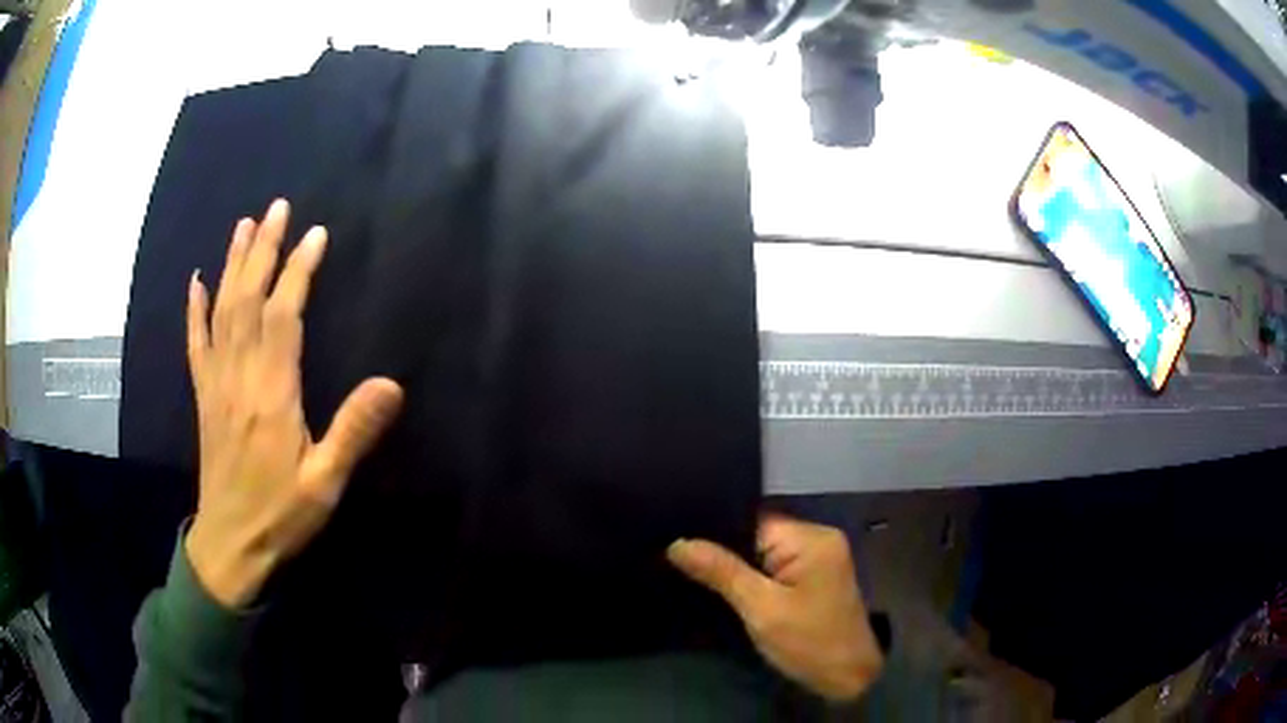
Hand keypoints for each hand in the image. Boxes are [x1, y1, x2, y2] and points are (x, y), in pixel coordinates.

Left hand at [185, 199, 403, 608]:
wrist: (231, 543)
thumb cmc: (282, 514)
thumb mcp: (326, 482)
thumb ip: (354, 431)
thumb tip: (392, 383)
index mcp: (272, 393)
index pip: (284, 316)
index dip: (299, 271)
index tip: (315, 234)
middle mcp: (240, 376)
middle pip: (248, 299)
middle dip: (263, 249)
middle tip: (276, 207)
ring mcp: (216, 383)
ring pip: (222, 311)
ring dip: (232, 264)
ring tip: (243, 225)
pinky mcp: (203, 396)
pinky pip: (195, 344)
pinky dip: (194, 309)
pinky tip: (195, 282)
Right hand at [667, 514, 882, 699]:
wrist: (849, 678)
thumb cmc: (809, 643)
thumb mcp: (761, 609)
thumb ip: (721, 572)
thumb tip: (677, 543)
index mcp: (810, 537)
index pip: (751, 520)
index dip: (714, 531)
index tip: (676, 542)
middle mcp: (817, 537)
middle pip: (757, 534)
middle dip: (723, 549)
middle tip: (676, 560)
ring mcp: (818, 557)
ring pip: (763, 551)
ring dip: (737, 565)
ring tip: (692, 571)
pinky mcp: (815, 576)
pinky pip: (775, 566)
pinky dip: (753, 576)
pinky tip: (726, 586)